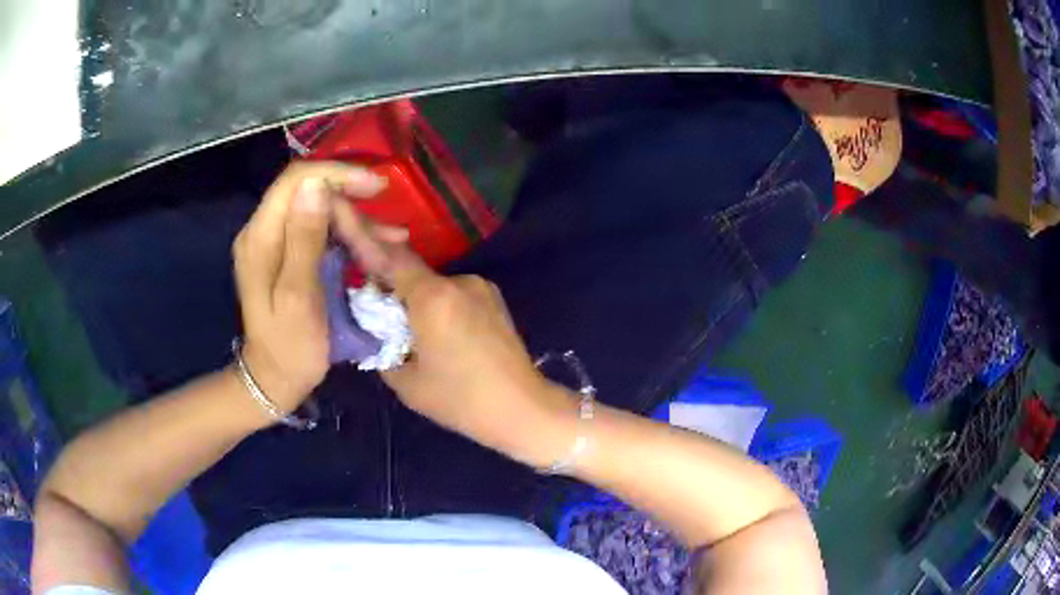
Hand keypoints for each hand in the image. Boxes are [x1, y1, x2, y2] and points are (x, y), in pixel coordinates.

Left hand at [231, 162, 385, 413]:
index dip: (336, 174)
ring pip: (316, 209)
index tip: (375, 186)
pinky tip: (376, 243)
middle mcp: (262, 231)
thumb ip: (305, 240)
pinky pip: (317, 230)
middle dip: (349, 197)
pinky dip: (346, 232)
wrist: (275, 379)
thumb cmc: (290, 347)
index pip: (296, 180)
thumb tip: (316, 186)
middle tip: (386, 216)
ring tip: (391, 234)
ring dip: (353, 217)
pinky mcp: (286, 254)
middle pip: (307, 191)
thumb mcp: (300, 297)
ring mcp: (273, 242)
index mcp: (261, 237)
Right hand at [332, 201, 576, 465]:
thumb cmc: (461, 400)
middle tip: (376, 313)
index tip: (342, 223)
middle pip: (411, 271)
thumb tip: (374, 330)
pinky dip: (438, 306)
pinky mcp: (494, 298)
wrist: (522, 408)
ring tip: (414, 335)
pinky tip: (442, 336)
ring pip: (433, 285)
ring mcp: (480, 287)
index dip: (363, 239)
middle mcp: (457, 281)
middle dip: (390, 286)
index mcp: (432, 297)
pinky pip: (453, 294)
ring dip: (417, 300)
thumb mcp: (406, 382)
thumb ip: (381, 347)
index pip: (389, 257)